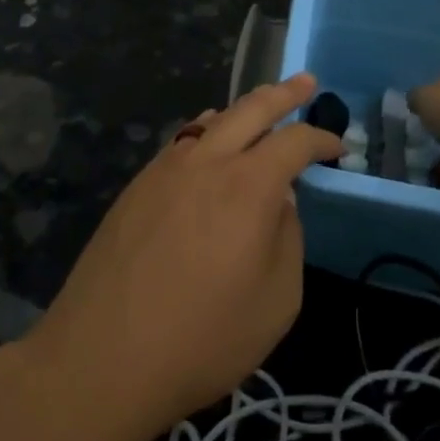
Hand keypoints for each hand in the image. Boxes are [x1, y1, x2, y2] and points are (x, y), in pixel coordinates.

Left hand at [23, 75, 341, 435]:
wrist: (101, 359)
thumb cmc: (202, 339)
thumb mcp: (277, 300)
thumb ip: (287, 238)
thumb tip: (278, 202)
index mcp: (248, 186)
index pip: (295, 142)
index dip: (321, 139)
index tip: (338, 148)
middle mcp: (207, 162)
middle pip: (251, 109)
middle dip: (283, 93)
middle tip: (305, 81)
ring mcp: (165, 170)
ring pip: (210, 120)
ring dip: (241, 109)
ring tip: (259, 106)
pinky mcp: (136, 187)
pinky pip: (181, 141)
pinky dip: (205, 130)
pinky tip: (208, 142)